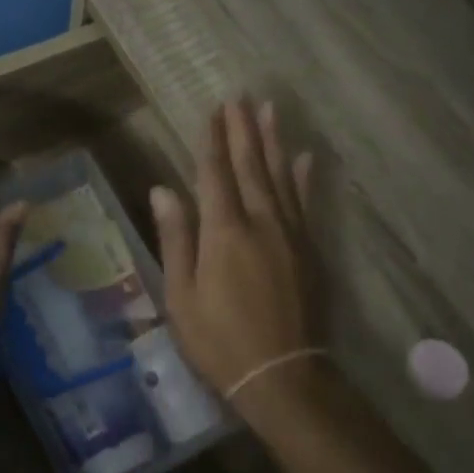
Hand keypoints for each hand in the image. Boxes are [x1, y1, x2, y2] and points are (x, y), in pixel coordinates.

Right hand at [151, 98, 322, 411]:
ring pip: (281, 177)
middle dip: (243, 131)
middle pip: (251, 167)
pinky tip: (304, 158)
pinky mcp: (310, 251)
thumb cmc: (219, 339)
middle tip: (240, 97)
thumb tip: (163, 188)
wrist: (282, 375)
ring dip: (273, 142)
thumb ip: (176, 238)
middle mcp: (261, 222)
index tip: (212, 111)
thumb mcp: (181, 294)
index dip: (212, 141)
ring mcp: (291, 235)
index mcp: (224, 232)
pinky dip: (303, 178)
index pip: (215, 174)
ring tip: (270, 110)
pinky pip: (306, 204)